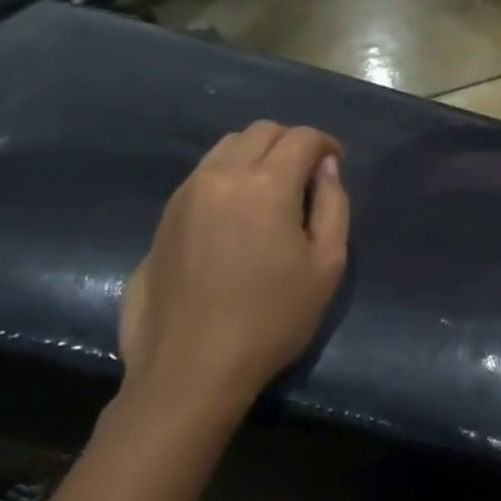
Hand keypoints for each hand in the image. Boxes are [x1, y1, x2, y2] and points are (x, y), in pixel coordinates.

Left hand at [120, 123, 350, 425]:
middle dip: (291, 143)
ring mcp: (186, 194)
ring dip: (257, 155)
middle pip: (261, 131)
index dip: (326, 144)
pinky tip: (238, 213)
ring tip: (272, 192)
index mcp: (266, 184)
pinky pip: (204, 173)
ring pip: (227, 147)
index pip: (302, 137)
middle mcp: (221, 175)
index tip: (336, 165)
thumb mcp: (327, 265)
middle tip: (307, 177)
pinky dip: (229, 175)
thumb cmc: (272, 319)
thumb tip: (326, 168)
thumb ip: (333, 204)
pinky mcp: (164, 216)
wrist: (191, 369)